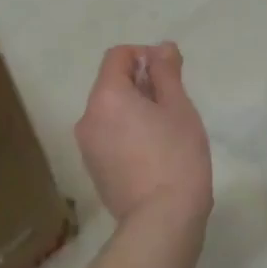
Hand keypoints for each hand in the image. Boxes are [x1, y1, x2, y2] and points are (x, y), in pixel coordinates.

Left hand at [75, 42, 213, 223]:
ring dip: (134, 110)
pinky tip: (153, 154)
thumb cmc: (176, 157)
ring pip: (110, 113)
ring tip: (166, 132)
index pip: (117, 56)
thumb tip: (160, 47)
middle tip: (174, 105)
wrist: (161, 219)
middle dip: (141, 85)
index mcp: (106, 96)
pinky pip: (109, 137)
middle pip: (111, 85)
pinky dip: (127, 133)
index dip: (144, 55)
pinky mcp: (93, 170)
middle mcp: (88, 117)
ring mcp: (87, 147)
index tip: (170, 74)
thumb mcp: (179, 108)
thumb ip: (167, 72)